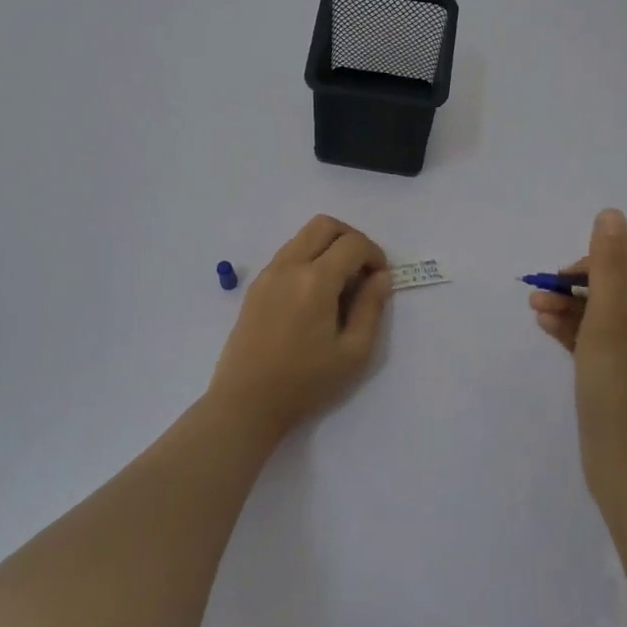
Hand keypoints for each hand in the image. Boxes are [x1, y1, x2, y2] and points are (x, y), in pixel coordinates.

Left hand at [208, 215, 391, 436]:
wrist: (246, 402)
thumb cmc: (304, 382)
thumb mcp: (353, 353)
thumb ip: (371, 308)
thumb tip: (380, 277)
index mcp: (315, 280)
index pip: (352, 244)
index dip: (375, 254)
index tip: (380, 280)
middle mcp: (289, 266)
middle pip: (325, 225)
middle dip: (351, 238)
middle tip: (362, 270)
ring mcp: (268, 273)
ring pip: (303, 236)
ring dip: (328, 247)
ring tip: (340, 284)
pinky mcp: (256, 286)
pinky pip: (288, 254)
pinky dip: (309, 258)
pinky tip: (315, 294)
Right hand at [531, 208, 626, 502]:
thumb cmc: (623, 395)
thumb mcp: (610, 323)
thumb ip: (608, 267)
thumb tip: (611, 214)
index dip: (607, 261)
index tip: (575, 278)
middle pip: (623, 284)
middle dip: (581, 283)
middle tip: (545, 292)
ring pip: (607, 312)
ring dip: (571, 304)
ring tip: (535, 306)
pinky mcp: (626, 376)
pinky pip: (601, 339)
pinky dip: (575, 329)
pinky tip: (544, 324)